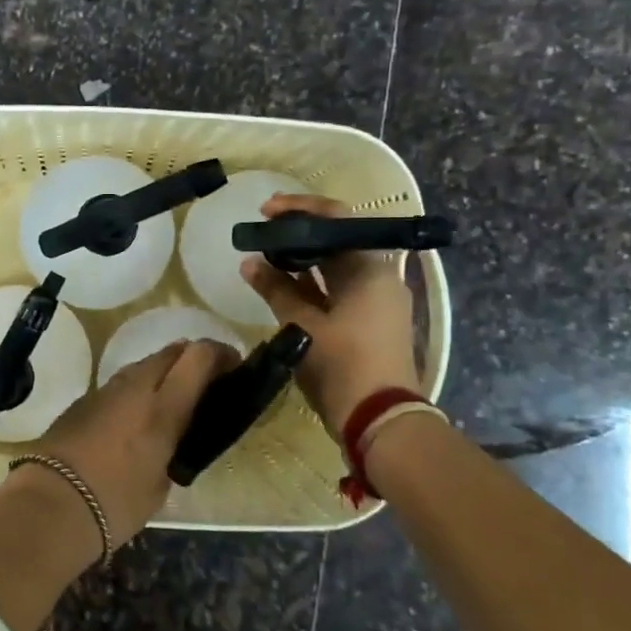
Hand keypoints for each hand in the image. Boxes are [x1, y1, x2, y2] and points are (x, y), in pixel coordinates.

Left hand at [31, 340, 240, 547]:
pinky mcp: (83, 400)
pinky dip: (136, 390)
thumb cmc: (115, 504)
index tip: (233, 366)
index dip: (219, 354)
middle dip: (192, 359)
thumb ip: (172, 449)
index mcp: (163, 408)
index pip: (197, 356)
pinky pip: (120, 385)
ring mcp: (105, 390)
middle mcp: (135, 388)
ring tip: (171, 400)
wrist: (51, 503)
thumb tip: (170, 439)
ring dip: (162, 372)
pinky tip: (135, 417)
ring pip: (142, 365)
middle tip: (206, 382)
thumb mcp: (160, 483)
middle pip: (170, 352)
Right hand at [239, 193, 421, 433]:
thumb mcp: (301, 325)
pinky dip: (312, 283)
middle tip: (260, 233)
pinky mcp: (371, 321)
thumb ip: (275, 289)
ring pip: (336, 266)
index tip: (266, 211)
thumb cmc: (342, 366)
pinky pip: (339, 289)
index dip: (299, 209)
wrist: (381, 421)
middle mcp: (379, 277)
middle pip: (337, 240)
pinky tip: (281, 286)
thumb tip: (249, 263)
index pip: (337, 218)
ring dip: (301, 259)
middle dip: (297, 233)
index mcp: (370, 269)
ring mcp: (377, 300)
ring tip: (264, 257)